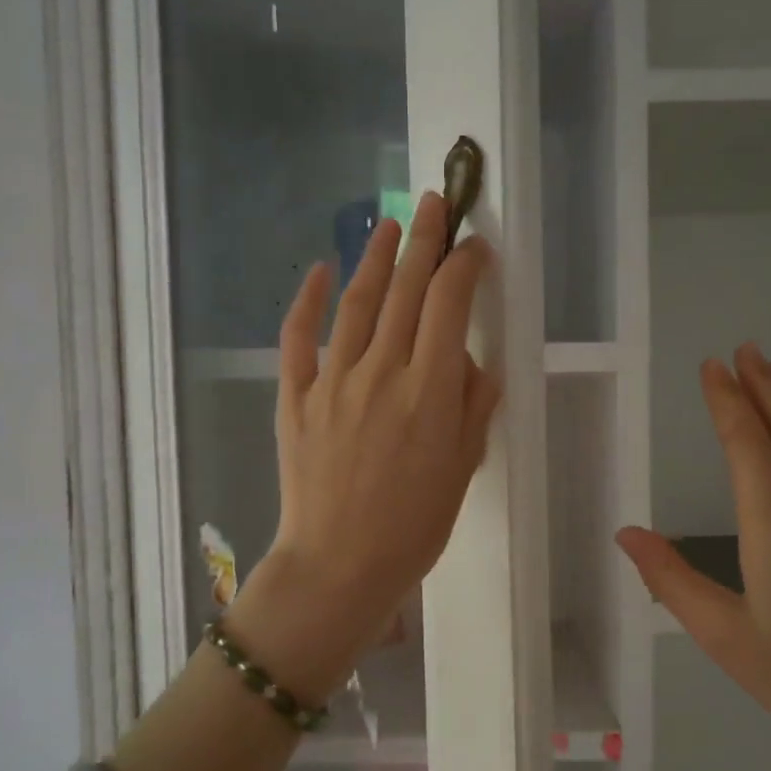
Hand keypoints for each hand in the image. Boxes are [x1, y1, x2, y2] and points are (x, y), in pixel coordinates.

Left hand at [226, 192, 500, 702]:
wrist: (338, 566)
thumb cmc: (413, 528)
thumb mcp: (462, 469)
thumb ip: (474, 407)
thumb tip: (474, 362)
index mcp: (430, 390)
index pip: (451, 304)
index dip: (465, 266)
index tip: (475, 248)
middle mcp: (381, 371)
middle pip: (407, 289)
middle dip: (425, 240)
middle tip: (436, 203)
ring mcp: (332, 381)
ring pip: (357, 302)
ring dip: (375, 258)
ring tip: (390, 225)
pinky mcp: (295, 398)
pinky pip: (298, 338)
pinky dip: (307, 300)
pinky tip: (318, 272)